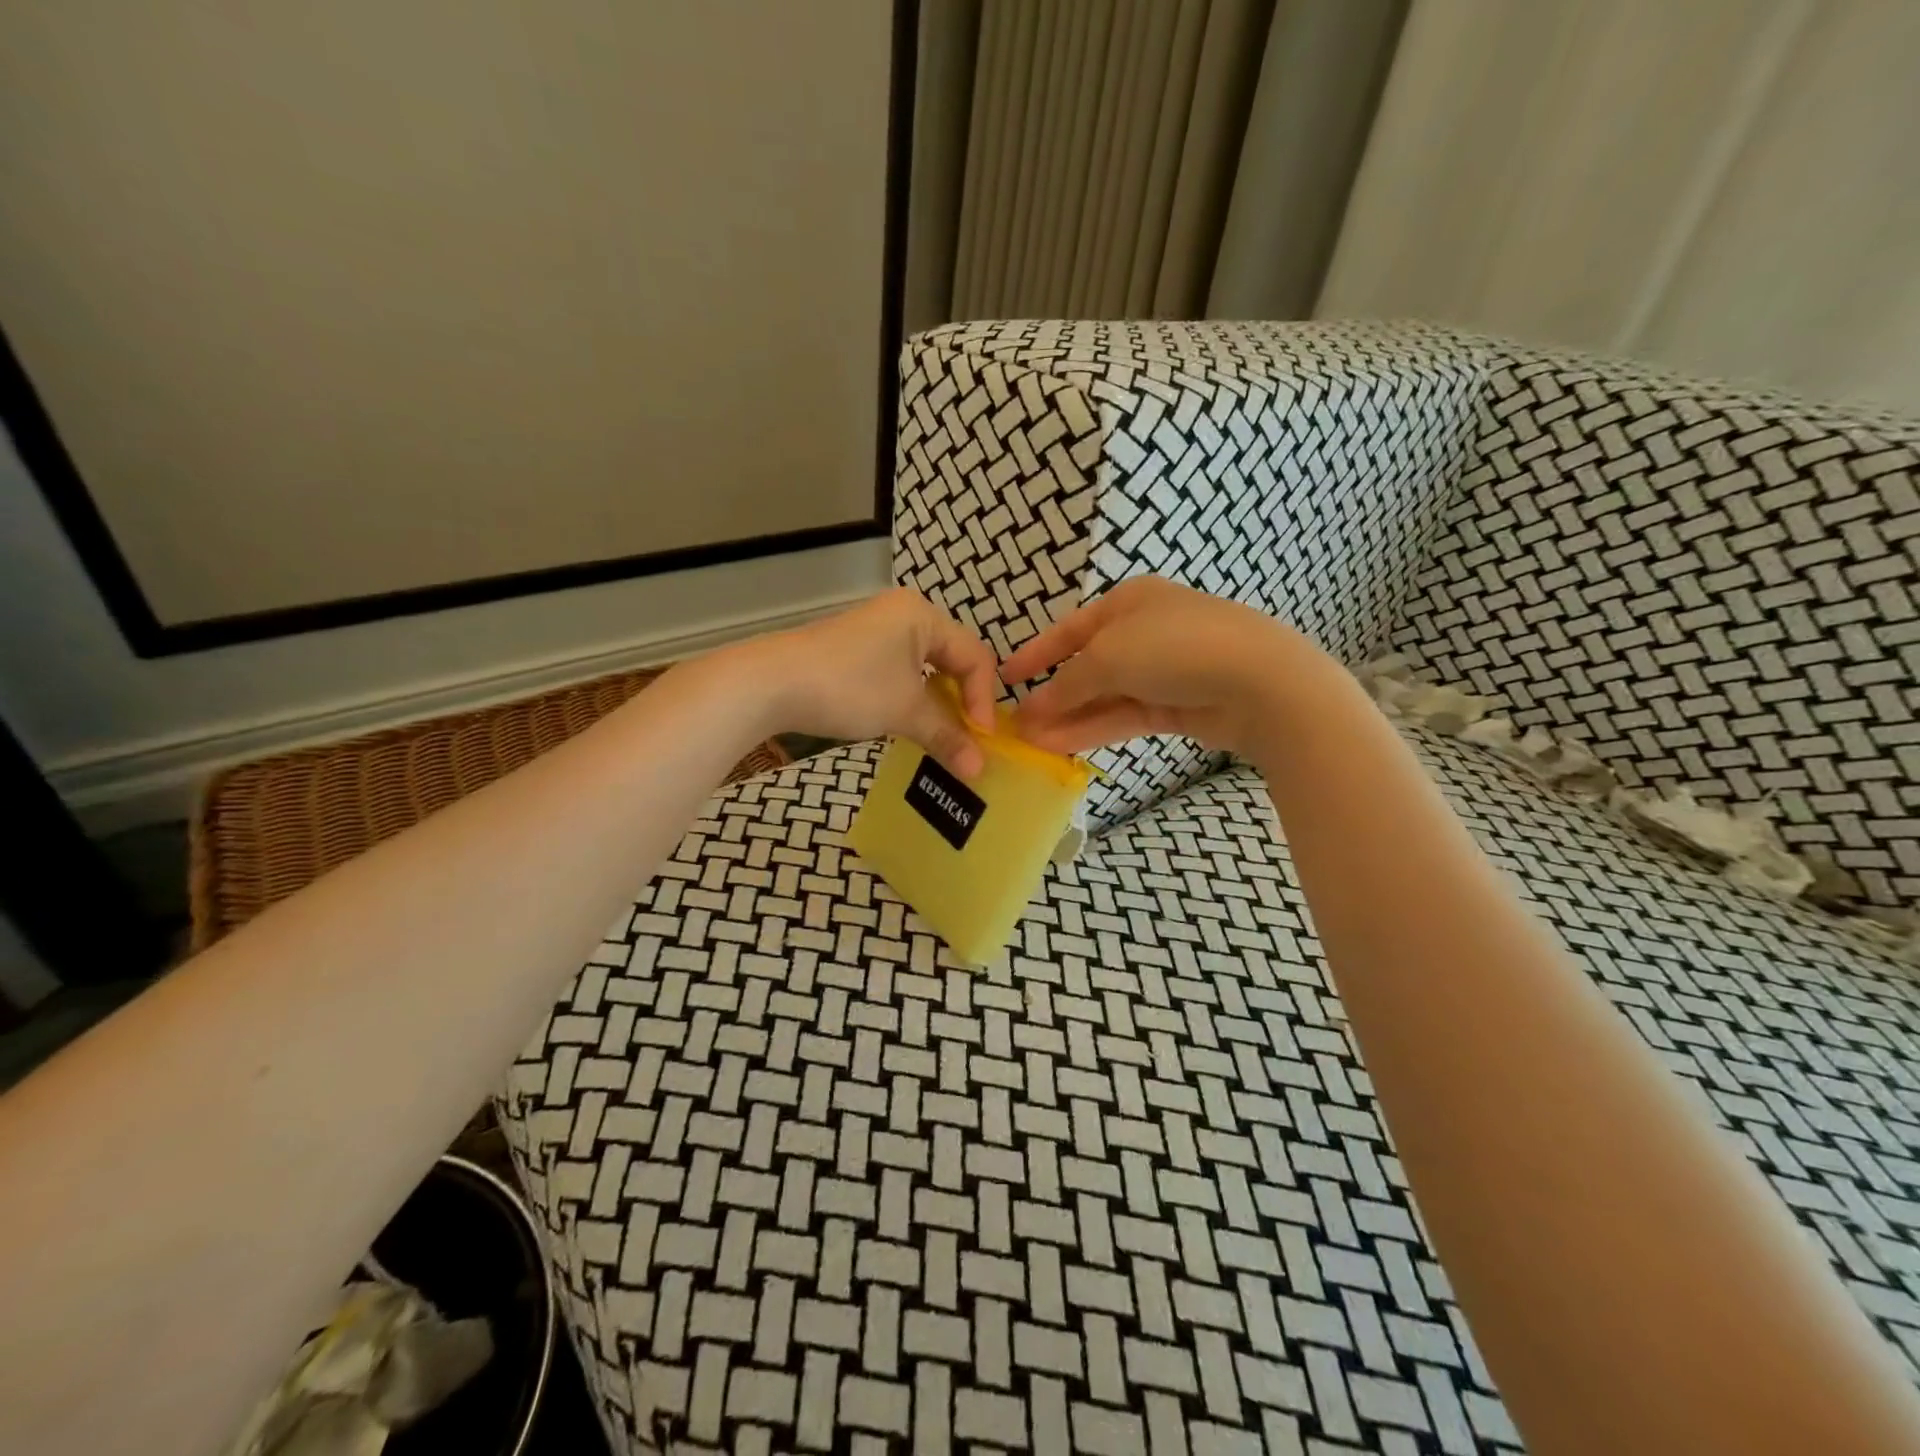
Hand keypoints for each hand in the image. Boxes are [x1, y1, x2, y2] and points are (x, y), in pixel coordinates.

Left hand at [742, 587, 998, 777]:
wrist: (771, 683)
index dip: (983, 700)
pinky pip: (901, 673)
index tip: (983, 740)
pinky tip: (911, 724)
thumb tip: (980, 769)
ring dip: (938, 704)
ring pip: (926, 669)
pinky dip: (913, 699)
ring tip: (944, 736)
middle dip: (963, 701)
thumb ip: (947, 736)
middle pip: (953, 659)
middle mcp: (904, 615)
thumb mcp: (905, 711)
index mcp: (923, 615)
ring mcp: (878, 631)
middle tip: (969, 737)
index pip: (974, 656)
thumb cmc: (849, 687)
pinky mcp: (857, 651)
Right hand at [1000, 577, 1338, 757]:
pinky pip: (1124, 716)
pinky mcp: (1175, 706)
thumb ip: (1066, 684)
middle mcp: (1143, 632)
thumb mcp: (1108, 657)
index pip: (1070, 629)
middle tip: (1017, 721)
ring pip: (1104, 696)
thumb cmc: (1174, 647)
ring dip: (1068, 717)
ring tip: (1030, 741)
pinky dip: (1093, 729)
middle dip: (1052, 694)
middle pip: (1087, 666)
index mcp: (1128, 602)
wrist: (1257, 680)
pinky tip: (1061, 745)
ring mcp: (1162, 671)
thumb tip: (1033, 709)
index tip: (1005, 675)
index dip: (1036, 653)